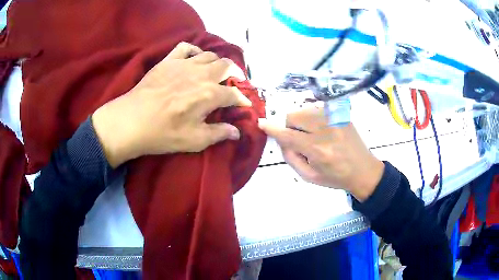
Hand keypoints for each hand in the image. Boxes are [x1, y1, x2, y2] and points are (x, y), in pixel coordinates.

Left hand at [92, 42, 250, 167]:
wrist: (132, 121)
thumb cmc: (164, 133)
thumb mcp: (194, 140)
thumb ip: (219, 134)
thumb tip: (237, 132)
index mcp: (210, 94)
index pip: (234, 94)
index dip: (242, 100)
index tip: (244, 105)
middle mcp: (201, 74)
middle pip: (226, 66)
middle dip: (234, 74)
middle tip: (232, 84)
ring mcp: (184, 64)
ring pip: (209, 55)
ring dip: (217, 63)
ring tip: (215, 72)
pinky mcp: (169, 60)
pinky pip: (186, 47)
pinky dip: (194, 51)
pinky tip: (194, 58)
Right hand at [258, 108, 384, 201]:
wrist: (363, 170)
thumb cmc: (335, 177)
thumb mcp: (309, 177)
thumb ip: (291, 158)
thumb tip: (281, 140)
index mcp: (318, 151)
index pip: (289, 136)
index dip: (273, 129)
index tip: (261, 123)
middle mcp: (326, 131)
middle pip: (294, 116)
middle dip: (290, 126)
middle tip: (299, 139)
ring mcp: (336, 120)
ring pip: (305, 109)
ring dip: (302, 121)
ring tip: (312, 134)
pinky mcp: (342, 115)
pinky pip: (318, 108)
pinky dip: (313, 117)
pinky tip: (322, 128)